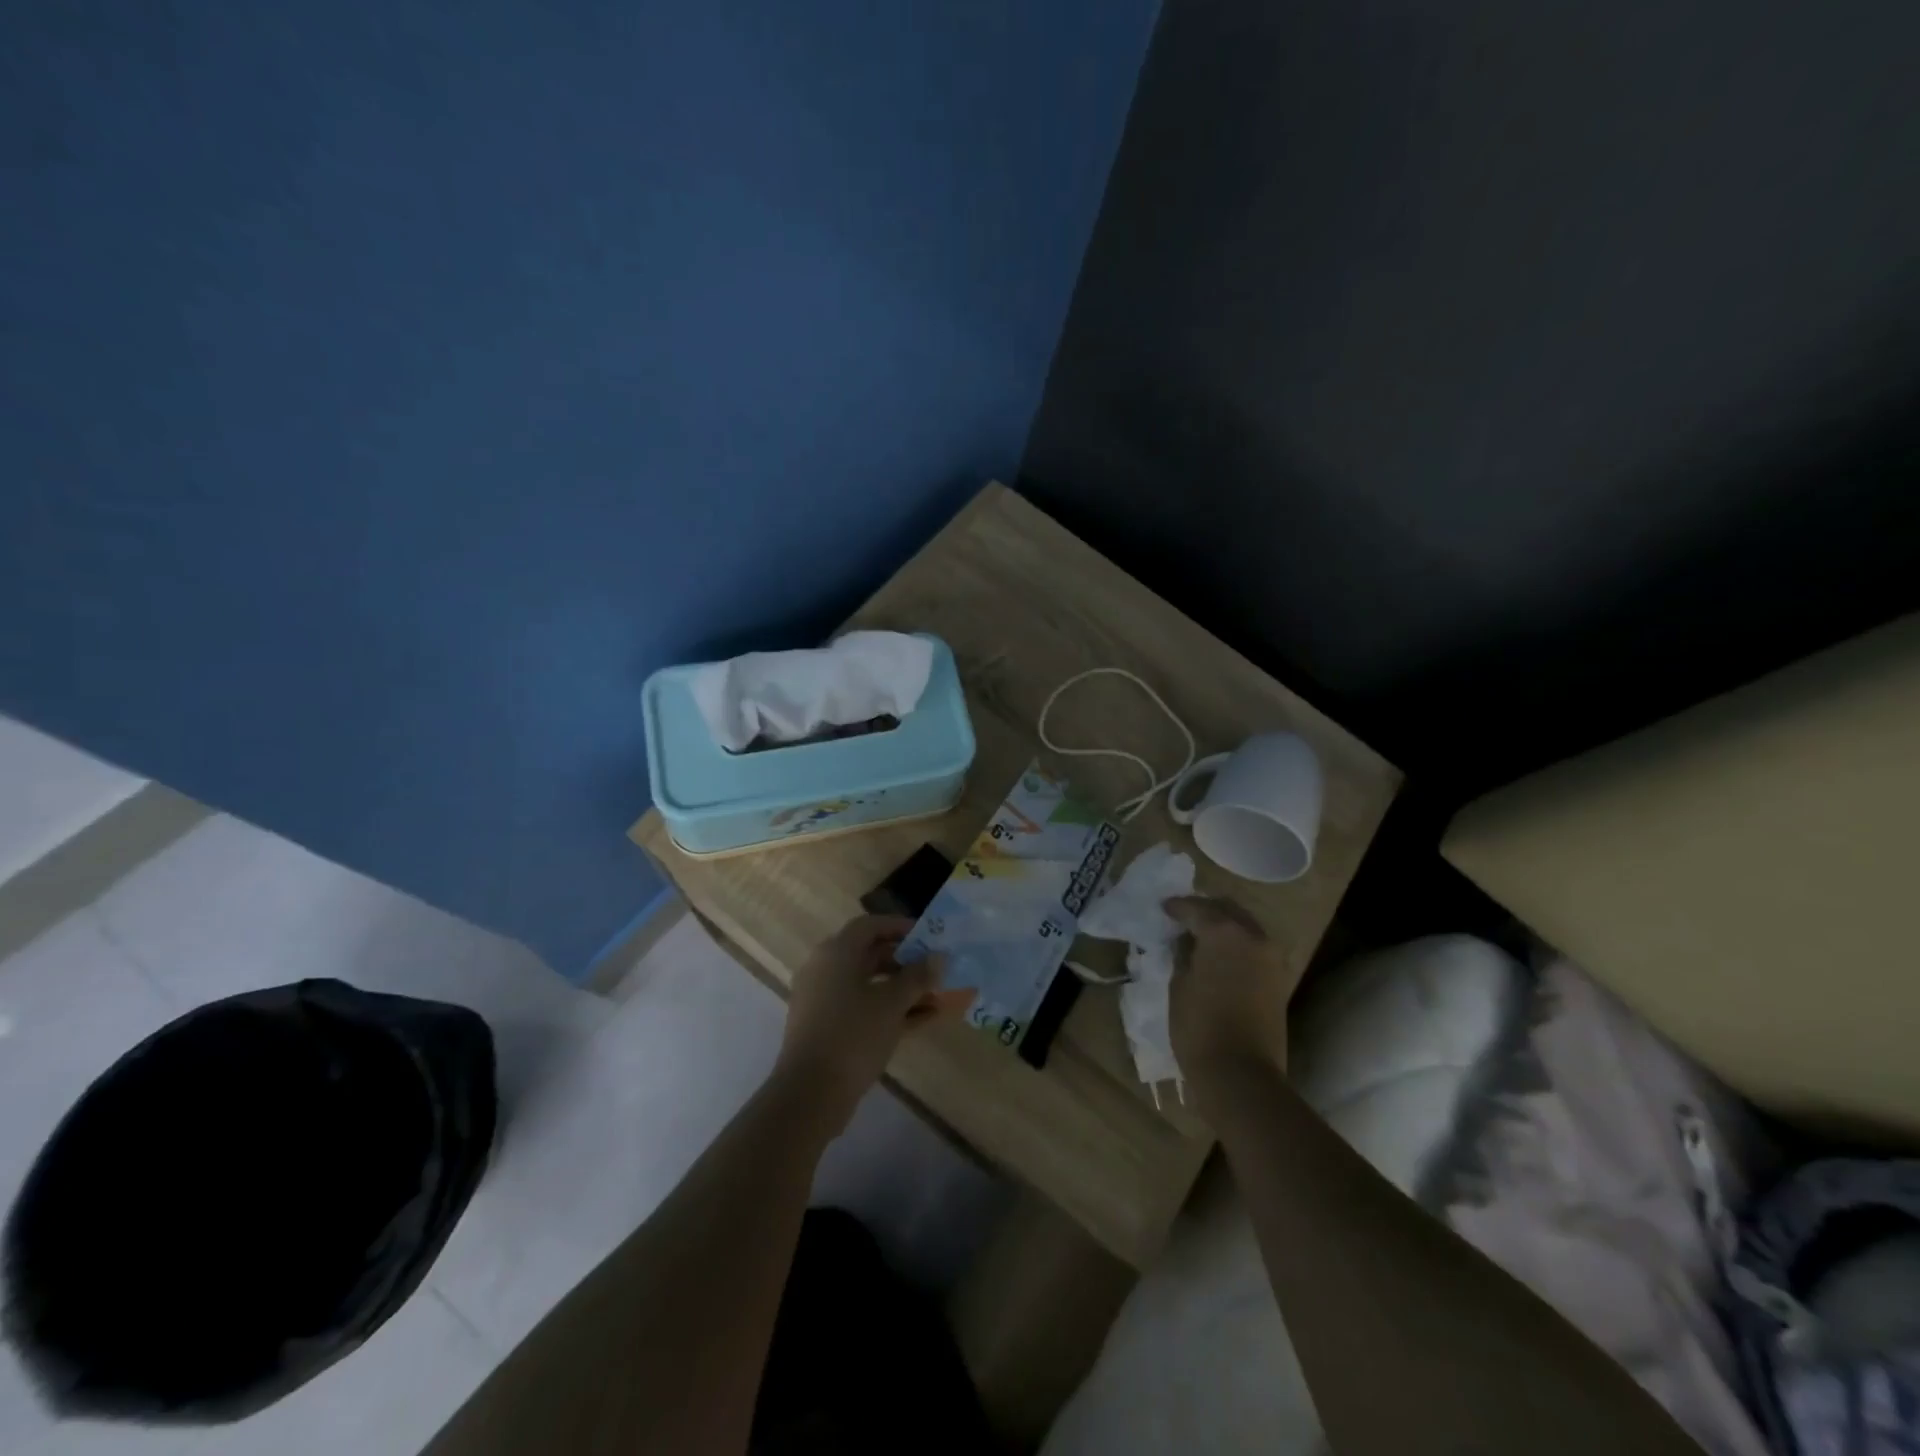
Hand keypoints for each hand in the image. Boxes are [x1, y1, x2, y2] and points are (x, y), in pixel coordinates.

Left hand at [770, 915, 957, 1136]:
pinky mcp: (827, 1027)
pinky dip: (889, 1010)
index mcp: (836, 952)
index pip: (870, 925)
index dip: (900, 927)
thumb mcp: (892, 1003)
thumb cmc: (853, 1034)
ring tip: (937, 997)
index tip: (929, 936)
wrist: (811, 1093)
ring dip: (902, 989)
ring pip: (869, 984)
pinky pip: (863, 1007)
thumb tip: (939, 958)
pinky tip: (923, 1021)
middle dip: (905, 961)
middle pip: (870, 954)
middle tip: (935, 968)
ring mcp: (824, 999)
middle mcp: (826, 968)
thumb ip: (918, 977)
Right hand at [1166, 895, 1291, 1096]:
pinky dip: (1237, 944)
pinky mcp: (1278, 979)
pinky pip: (1255, 947)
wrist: (1242, 1074)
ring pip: (1245, 926)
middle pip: (1227, 909)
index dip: (1177, 907)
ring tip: (1200, 936)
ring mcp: (1271, 958)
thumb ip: (1183, 955)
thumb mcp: (1178, 985)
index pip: (1196, 908)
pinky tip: (1219, 955)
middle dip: (1205, 910)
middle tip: (1182, 918)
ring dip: (1224, 926)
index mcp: (1224, 932)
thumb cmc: (1200, 1027)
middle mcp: (1253, 936)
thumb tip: (1186, 943)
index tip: (1163, 908)